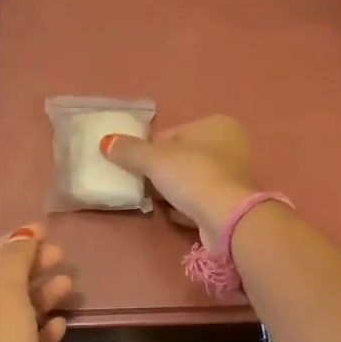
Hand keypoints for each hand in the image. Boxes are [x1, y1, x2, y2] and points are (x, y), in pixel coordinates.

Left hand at [0, 226, 72, 341]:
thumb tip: (22, 234)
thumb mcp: (3, 298)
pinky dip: (42, 331)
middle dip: (29, 268)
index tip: (43, 232)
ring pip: (15, 314)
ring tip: (69, 287)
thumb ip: (14, 262)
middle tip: (61, 257)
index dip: (9, 242)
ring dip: (41, 298)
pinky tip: (61, 325)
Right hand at [101, 115, 259, 243]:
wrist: (226, 217)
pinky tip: (175, 215)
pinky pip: (202, 200)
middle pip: (183, 157)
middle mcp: (231, 145)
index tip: (133, 165)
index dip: (149, 149)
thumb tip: (106, 142)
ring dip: (173, 191)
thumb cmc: (192, 176)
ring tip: (155, 202)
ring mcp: (235, 176)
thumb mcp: (154, 159)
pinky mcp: (233, 203)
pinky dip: (187, 207)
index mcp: (216, 125)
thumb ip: (129, 150)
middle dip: (161, 171)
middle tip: (141, 185)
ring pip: (192, 180)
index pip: (172, 134)